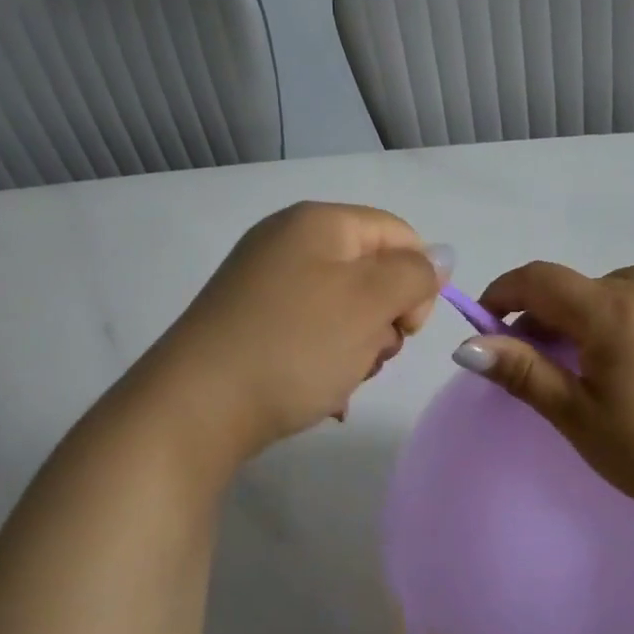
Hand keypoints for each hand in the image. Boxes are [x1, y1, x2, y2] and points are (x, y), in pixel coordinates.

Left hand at [137, 202, 446, 461]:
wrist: (194, 410)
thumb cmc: (295, 346)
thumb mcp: (370, 302)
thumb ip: (416, 273)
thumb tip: (439, 256)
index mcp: (320, 223)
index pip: (401, 235)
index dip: (419, 280)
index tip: (408, 328)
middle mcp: (289, 242)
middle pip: (373, 273)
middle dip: (385, 320)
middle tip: (369, 355)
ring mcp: (265, 283)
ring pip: (346, 309)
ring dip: (358, 348)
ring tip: (338, 379)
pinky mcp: (251, 322)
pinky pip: (312, 332)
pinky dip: (325, 361)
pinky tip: (318, 392)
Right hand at [454, 262, 633, 529]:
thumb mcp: (577, 415)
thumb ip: (523, 372)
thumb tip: (467, 346)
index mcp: (613, 311)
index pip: (541, 279)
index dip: (503, 293)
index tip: (483, 324)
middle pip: (574, 284)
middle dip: (539, 312)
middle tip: (527, 359)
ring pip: (608, 288)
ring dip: (578, 312)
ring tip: (575, 360)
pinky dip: (613, 315)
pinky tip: (619, 359)